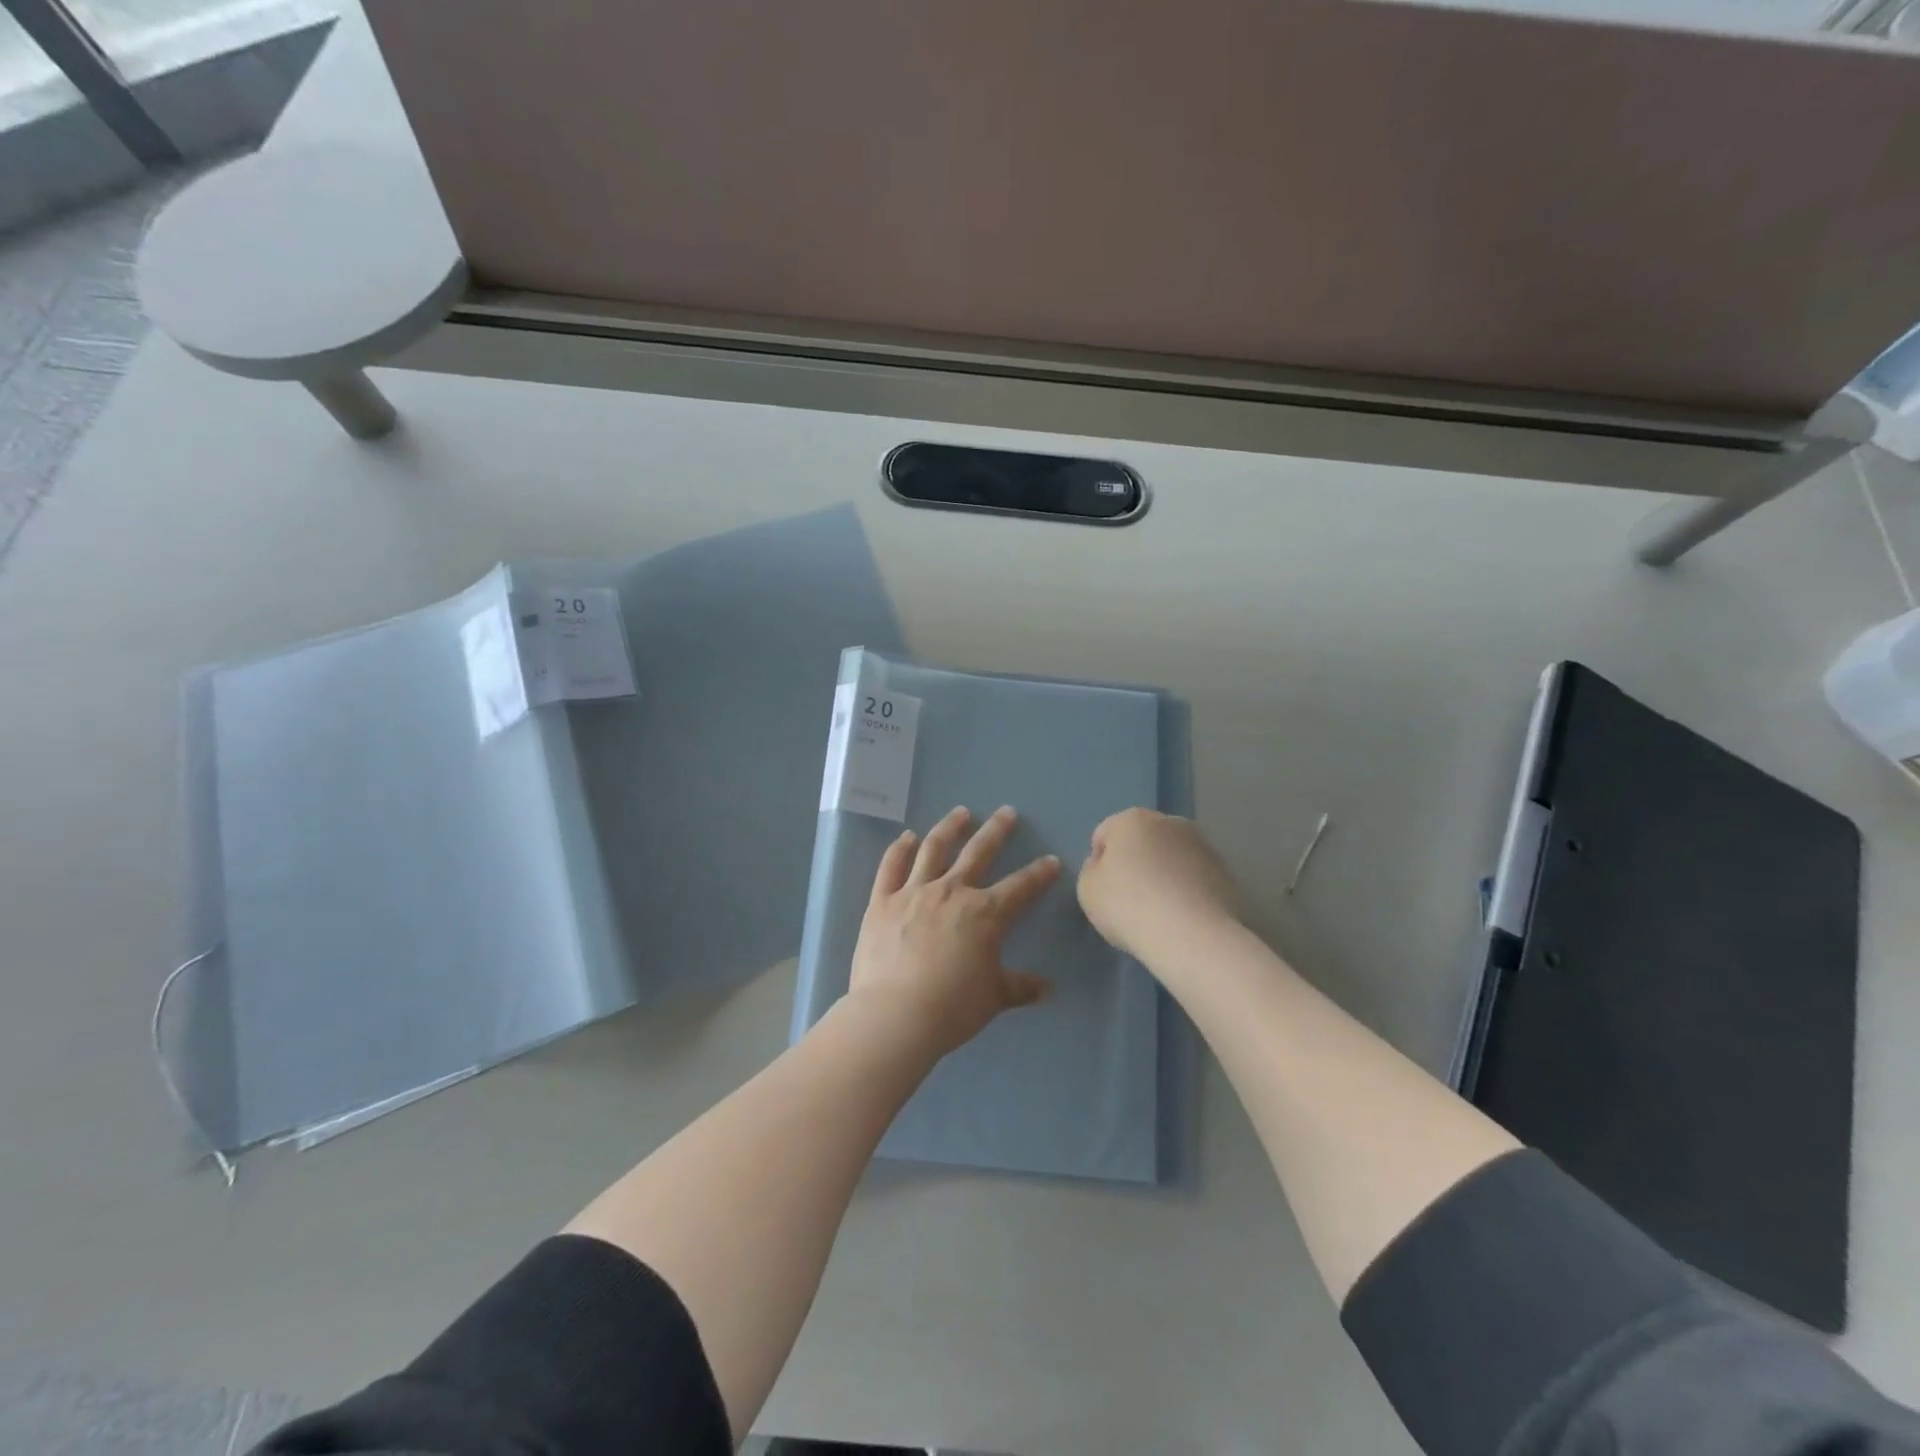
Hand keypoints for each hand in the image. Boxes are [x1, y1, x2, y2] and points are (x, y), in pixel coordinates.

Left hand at [847, 806, 1060, 1058]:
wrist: (895, 1015)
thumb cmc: (952, 1007)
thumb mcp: (994, 998)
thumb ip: (1020, 987)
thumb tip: (1047, 988)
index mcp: (985, 913)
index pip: (1021, 887)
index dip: (1039, 874)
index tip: (1051, 860)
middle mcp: (951, 892)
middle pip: (978, 852)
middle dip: (996, 831)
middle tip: (1007, 812)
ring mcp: (913, 892)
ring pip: (934, 849)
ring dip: (950, 827)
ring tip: (961, 813)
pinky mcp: (882, 901)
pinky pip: (891, 866)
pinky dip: (899, 848)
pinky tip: (907, 836)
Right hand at [1078, 808, 1239, 960]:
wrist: (1191, 936)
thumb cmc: (1129, 906)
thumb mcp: (1087, 890)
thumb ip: (1092, 870)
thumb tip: (1106, 865)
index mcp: (1132, 819)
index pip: (1105, 834)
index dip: (1099, 863)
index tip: (1103, 891)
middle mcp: (1170, 822)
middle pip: (1143, 841)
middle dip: (1136, 862)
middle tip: (1130, 900)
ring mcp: (1203, 846)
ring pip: (1172, 858)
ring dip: (1164, 875)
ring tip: (1160, 912)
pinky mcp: (1227, 872)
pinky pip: (1195, 878)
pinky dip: (1187, 891)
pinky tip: (1182, 918)